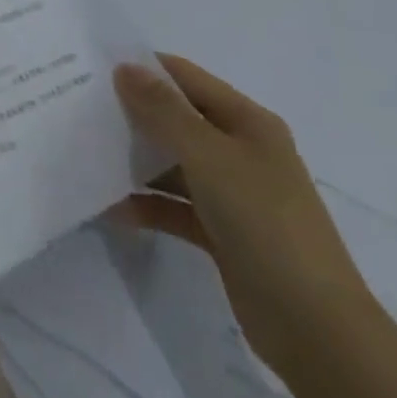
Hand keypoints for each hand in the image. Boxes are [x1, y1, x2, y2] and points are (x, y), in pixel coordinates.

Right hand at [111, 54, 369, 383]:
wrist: (316, 329)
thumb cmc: (265, 224)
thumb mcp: (210, 157)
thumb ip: (163, 111)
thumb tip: (124, 68)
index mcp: (247, 123)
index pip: (186, 78)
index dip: (144, 69)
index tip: (93, 68)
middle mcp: (241, 151)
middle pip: (177, 119)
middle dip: (133, 113)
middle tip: (80, 109)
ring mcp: (233, 195)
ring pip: (173, 163)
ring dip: (135, 160)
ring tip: (86, 154)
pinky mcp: (222, 234)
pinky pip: (175, 207)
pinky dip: (147, 204)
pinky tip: (111, 208)